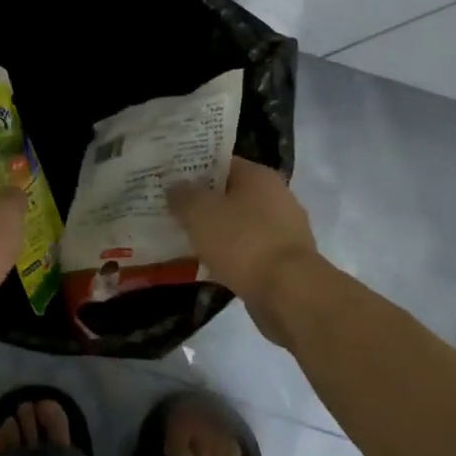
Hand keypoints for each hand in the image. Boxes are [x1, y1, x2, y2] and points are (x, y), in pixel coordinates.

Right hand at [167, 157, 321, 344]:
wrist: (287, 292)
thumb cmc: (242, 241)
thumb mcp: (199, 212)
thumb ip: (183, 195)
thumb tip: (175, 186)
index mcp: (259, 176)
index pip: (221, 163)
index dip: (193, 170)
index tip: (168, 181)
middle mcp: (277, 197)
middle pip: (230, 194)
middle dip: (202, 203)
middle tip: (170, 211)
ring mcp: (284, 230)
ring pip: (238, 224)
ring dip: (214, 231)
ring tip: (183, 240)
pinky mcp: (283, 261)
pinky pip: (246, 251)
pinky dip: (228, 256)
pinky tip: (206, 266)